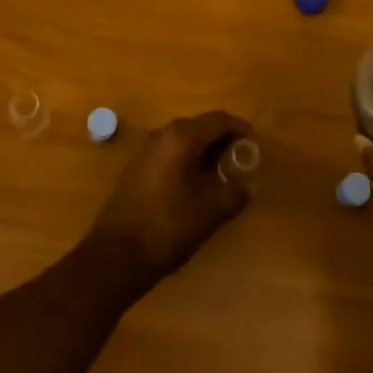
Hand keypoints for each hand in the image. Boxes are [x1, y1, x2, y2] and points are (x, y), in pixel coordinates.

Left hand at [84, 111, 254, 295]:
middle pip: (200, 126)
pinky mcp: (136, 167)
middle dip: (222, 140)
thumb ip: (235, 193)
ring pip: (183, 140)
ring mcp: (146, 149)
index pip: (218, 120)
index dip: (240, 128)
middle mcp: (162, 133)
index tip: (254, 143)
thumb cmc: (169, 225)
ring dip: (204, 151)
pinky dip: (187, 160)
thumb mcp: (211, 210)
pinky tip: (195, 185)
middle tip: (240, 160)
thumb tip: (249, 185)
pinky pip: (170, 153)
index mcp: (182, 136)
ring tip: (221, 174)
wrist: (117, 253)